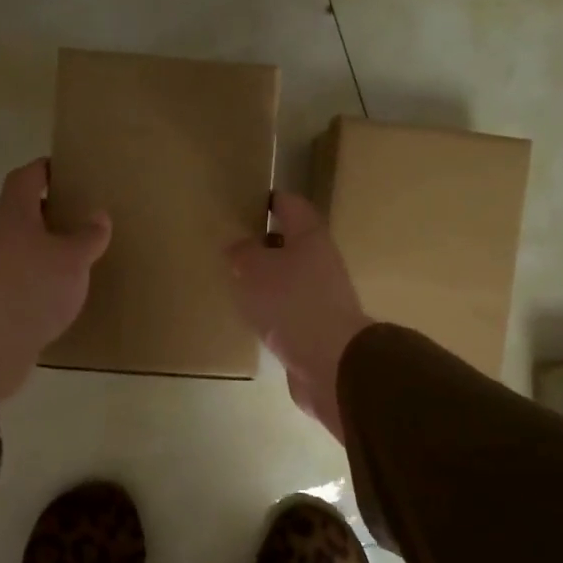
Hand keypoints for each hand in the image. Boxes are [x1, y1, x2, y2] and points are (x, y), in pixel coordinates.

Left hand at [0, 159, 110, 399]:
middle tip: (82, 211)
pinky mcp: (0, 297)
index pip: (26, 177)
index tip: (67, 170)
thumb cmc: (33, 286)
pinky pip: (26, 275)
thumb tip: (98, 216)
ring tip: (80, 249)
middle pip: (23, 210)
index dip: (45, 169)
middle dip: (50, 209)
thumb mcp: (72, 258)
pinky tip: (66, 286)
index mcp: (14, 213)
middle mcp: (0, 234)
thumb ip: (88, 236)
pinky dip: (44, 274)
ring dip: (48, 244)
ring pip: (25, 244)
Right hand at [229, 191, 370, 442]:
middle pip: (291, 243)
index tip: (245, 202)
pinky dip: (272, 310)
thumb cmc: (291, 302)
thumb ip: (242, 253)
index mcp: (310, 236)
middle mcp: (321, 261)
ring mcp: (322, 296)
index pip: (290, 205)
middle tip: (232, 247)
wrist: (330, 362)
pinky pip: (290, 310)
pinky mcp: (317, 328)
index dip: (269, 200)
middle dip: (264, 244)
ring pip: (290, 278)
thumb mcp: (254, 269)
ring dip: (267, 280)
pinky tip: (251, 317)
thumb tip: (239, 247)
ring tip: (236, 283)